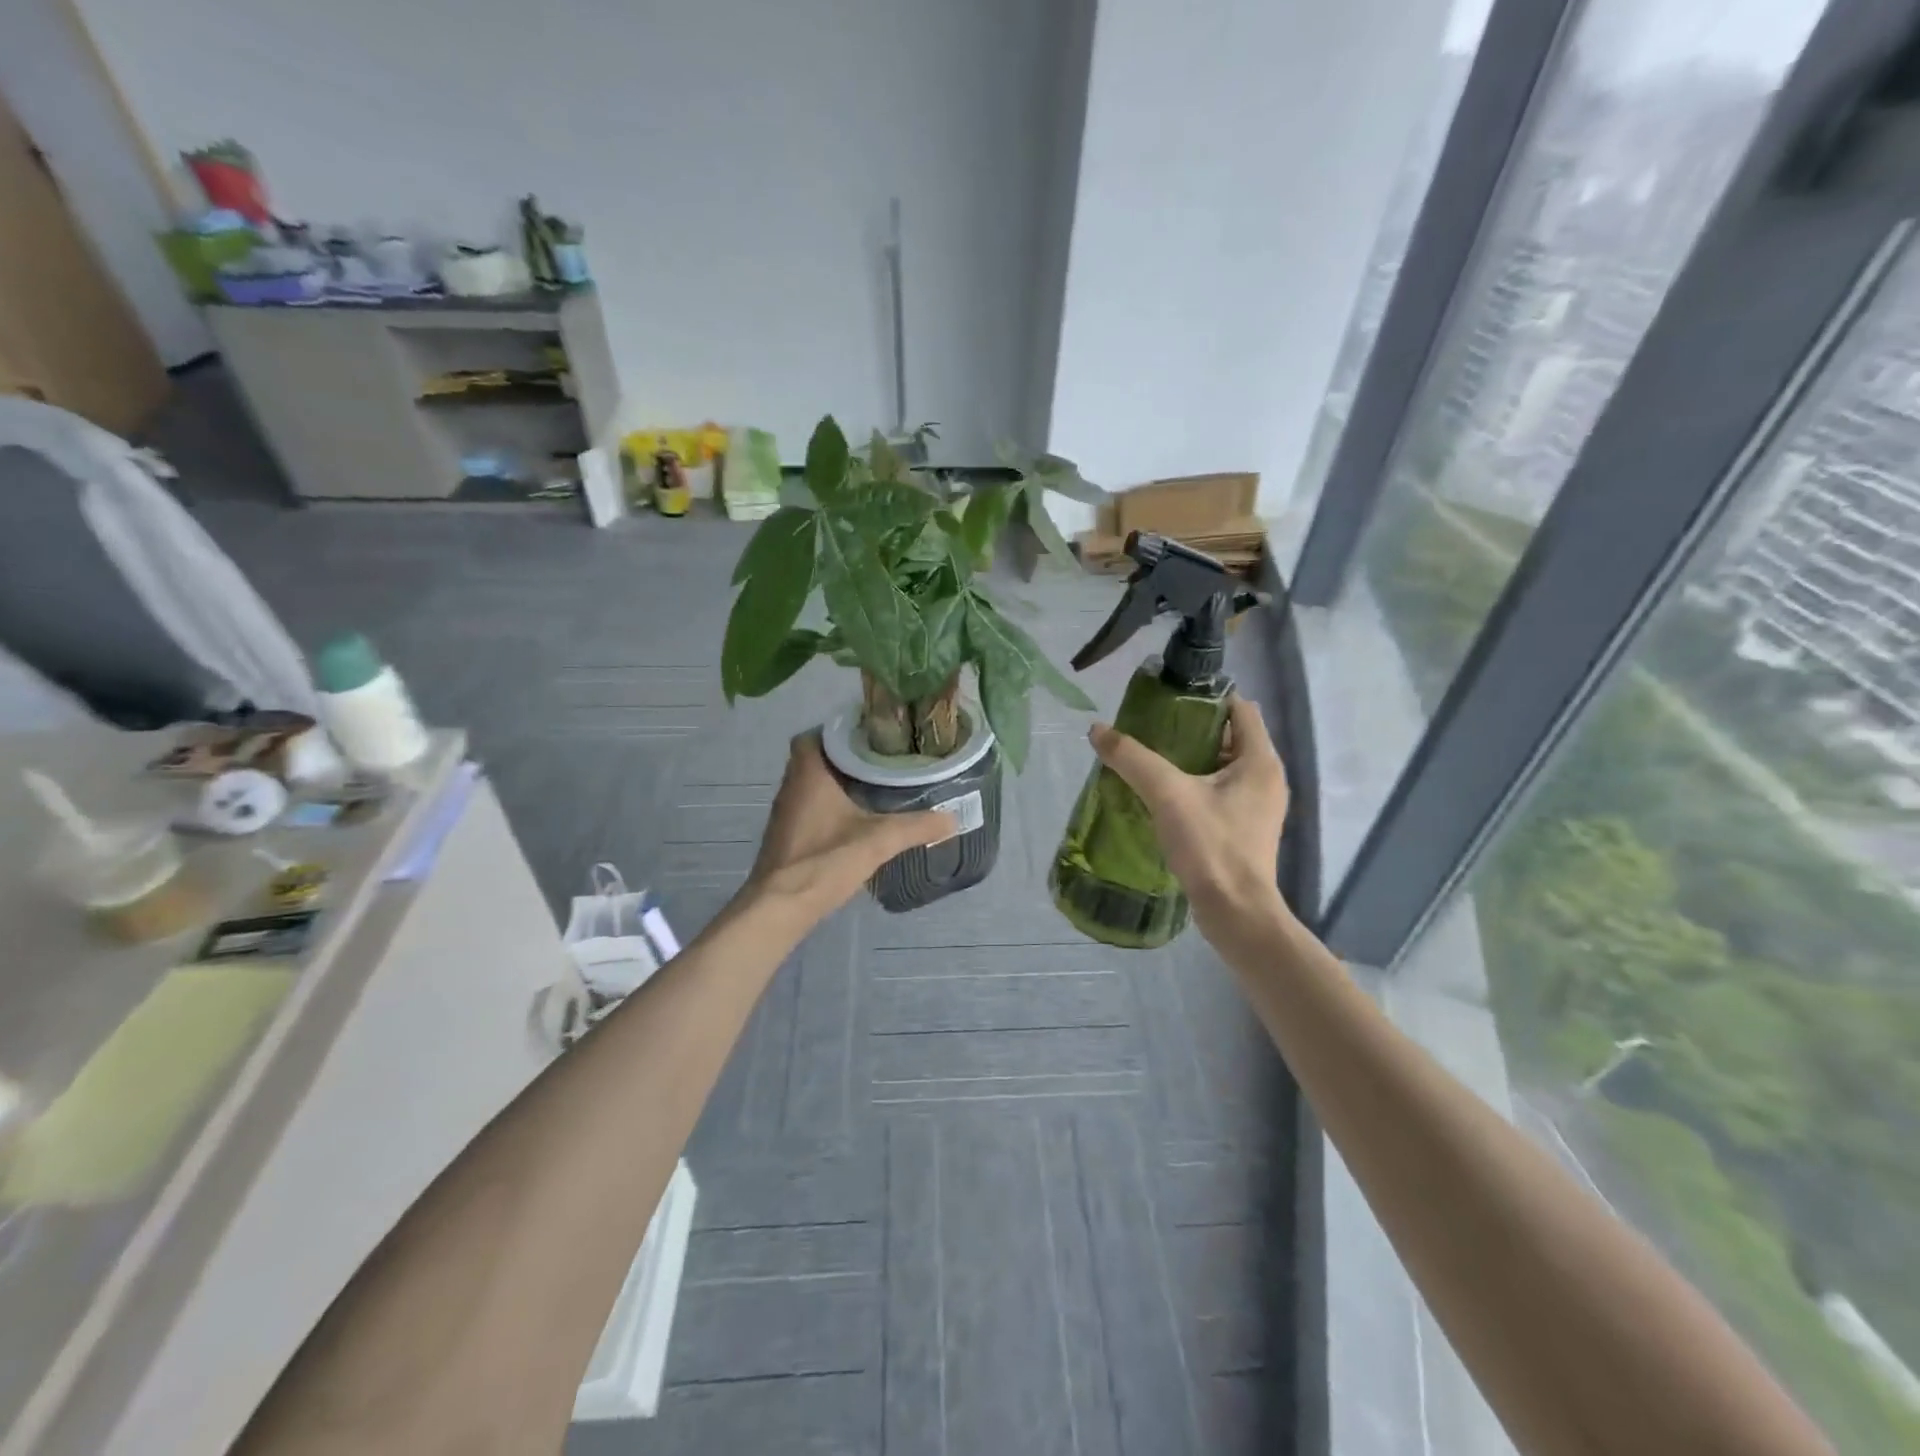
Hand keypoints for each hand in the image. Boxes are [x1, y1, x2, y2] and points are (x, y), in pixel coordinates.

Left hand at [746, 733, 957, 924]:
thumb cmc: (824, 861)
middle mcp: (791, 787)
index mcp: (808, 775)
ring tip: (874, 786)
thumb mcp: (878, 841)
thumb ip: (916, 827)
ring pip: (811, 785)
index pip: (813, 735)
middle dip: (845, 757)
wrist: (779, 907)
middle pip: (815, 759)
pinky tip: (855, 820)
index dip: (838, 731)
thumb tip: (952, 818)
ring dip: (837, 783)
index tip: (869, 735)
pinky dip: (830, 807)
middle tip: (880, 760)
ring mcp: (785, 814)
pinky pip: (809, 808)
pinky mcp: (786, 837)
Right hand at [1088, 696, 1290, 940]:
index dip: (1205, 697)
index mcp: (1260, 760)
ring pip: (1222, 766)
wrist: (1235, 913)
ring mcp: (1258, 805)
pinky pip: (1219, 792)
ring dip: (1189, 759)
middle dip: (1190, 728)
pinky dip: (1194, 785)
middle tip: (1149, 728)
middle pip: (1229, 735)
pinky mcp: (1244, 828)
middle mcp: (1266, 777)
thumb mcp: (1167, 795)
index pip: (1239, 707)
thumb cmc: (1211, 846)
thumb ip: (1132, 758)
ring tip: (1148, 759)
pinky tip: (1161, 795)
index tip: (1167, 700)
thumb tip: (1097, 729)